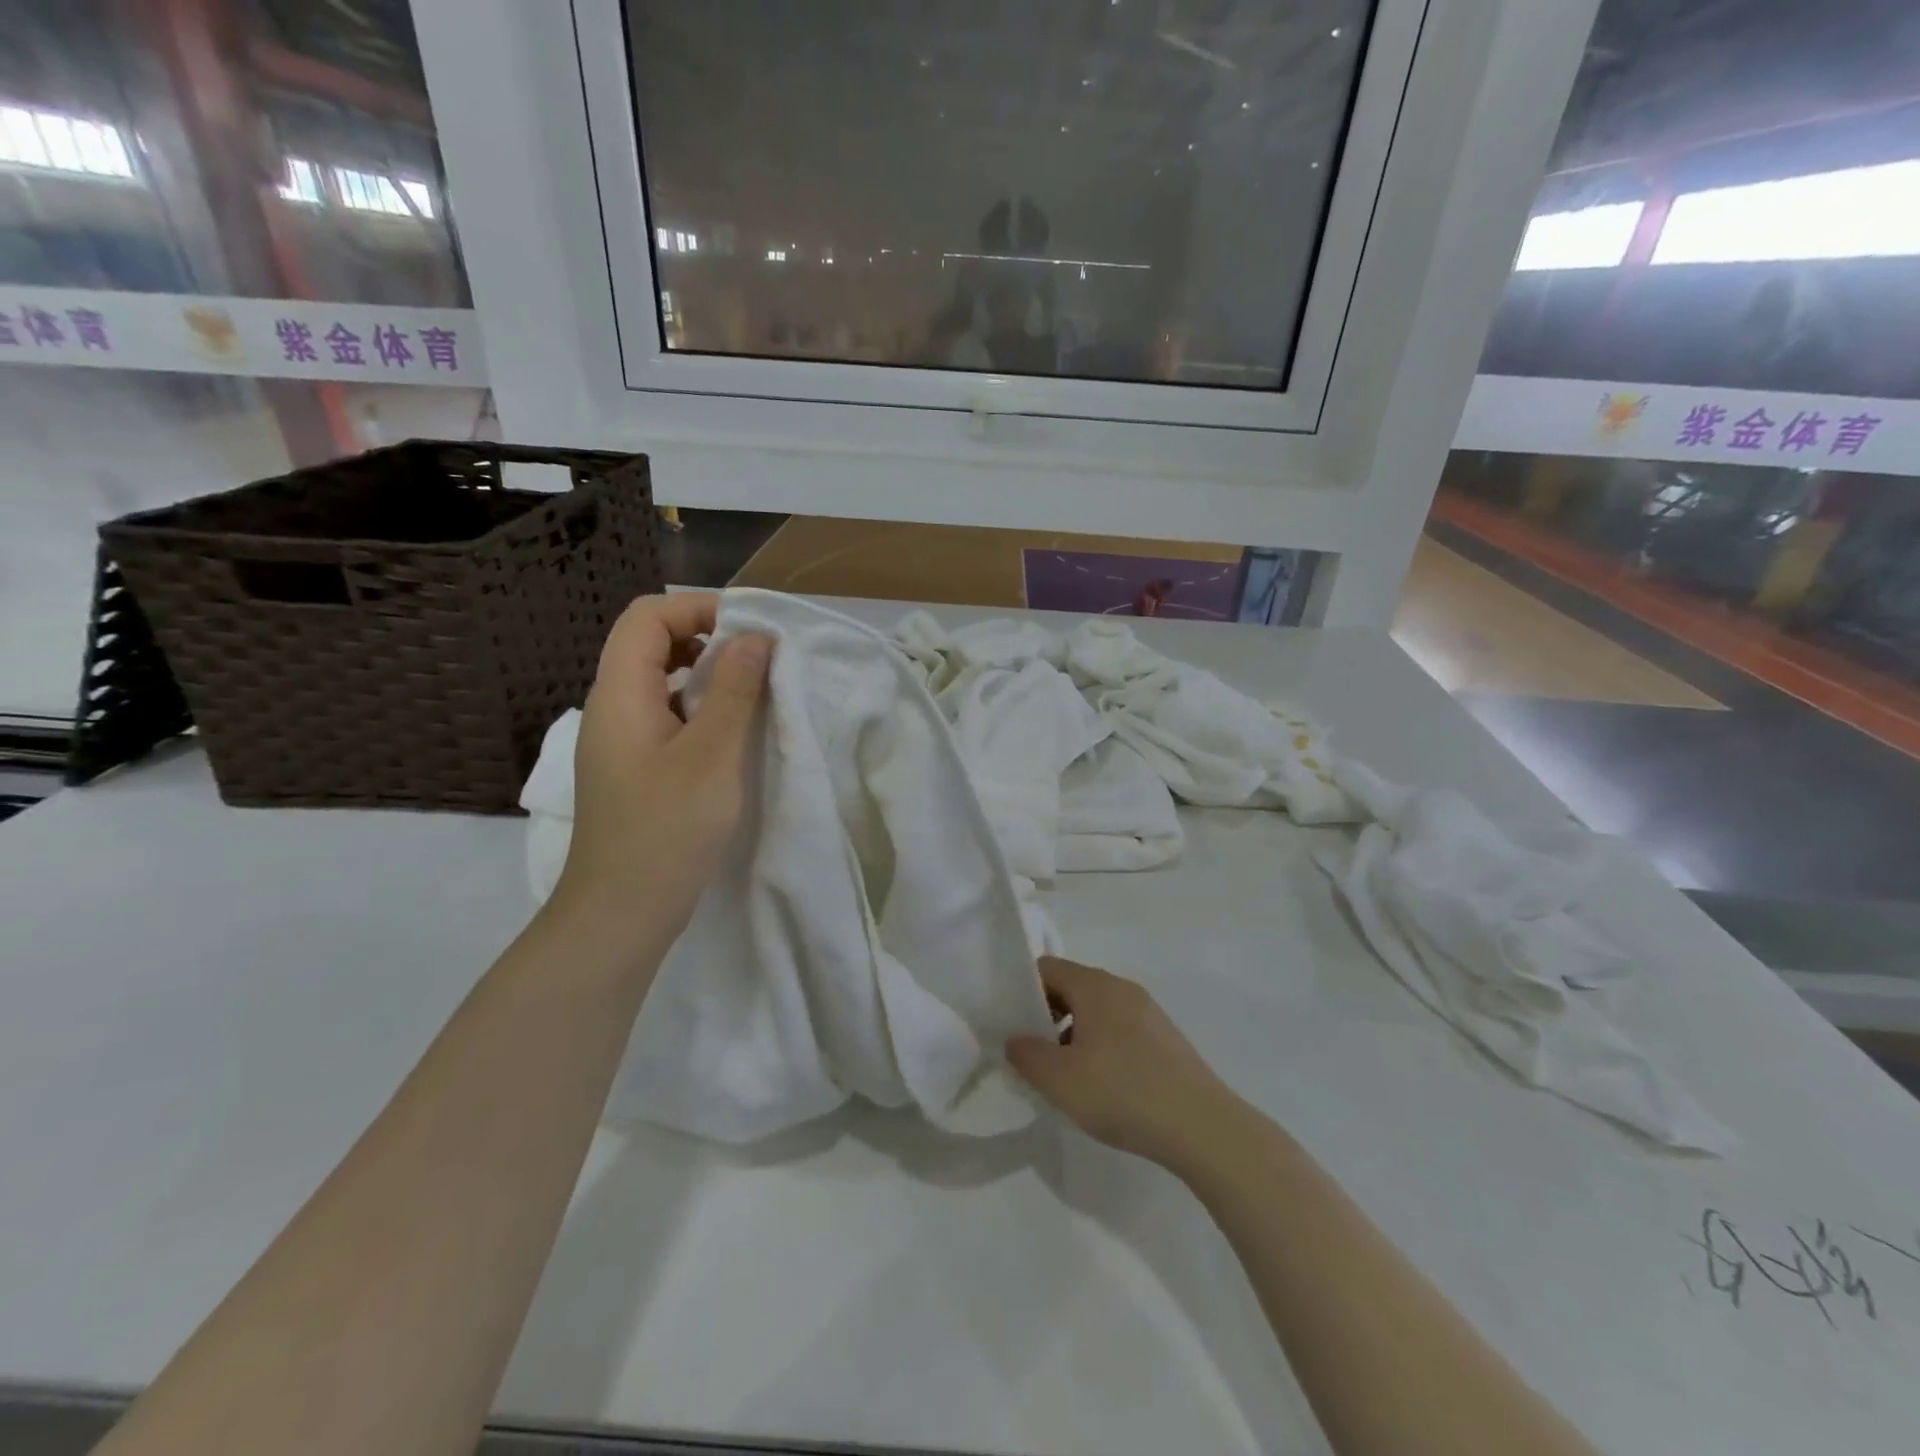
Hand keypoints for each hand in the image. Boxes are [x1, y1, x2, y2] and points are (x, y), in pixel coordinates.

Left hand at [550, 593, 770, 944]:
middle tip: (759, 660)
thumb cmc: (667, 830)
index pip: (647, 617)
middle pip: (651, 644)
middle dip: (707, 639)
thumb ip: (735, 691)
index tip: (751, 630)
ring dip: (707, 676)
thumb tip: (755, 637)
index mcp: (621, 694)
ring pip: (661, 683)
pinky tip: (733, 736)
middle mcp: (612, 708)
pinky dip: (700, 710)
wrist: (621, 914)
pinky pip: (666, 717)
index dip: (697, 608)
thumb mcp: (712, 756)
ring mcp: (620, 741)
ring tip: (753, 694)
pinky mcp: (634, 769)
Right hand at [1007, 957, 1236, 1168]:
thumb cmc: (1123, 1093)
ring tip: (1065, 1074)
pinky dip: (1101, 1044)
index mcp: (1095, 986)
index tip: (1010, 1023)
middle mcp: (1122, 988)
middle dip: (1046, 1014)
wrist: (1202, 1127)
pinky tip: (1102, 1084)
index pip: (1046, 968)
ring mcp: (1147, 1011)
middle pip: (1071, 986)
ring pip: (1096, 1010)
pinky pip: (1119, 1028)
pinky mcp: (1164, 1037)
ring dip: (1073, 1033)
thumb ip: (1027, 1055)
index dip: (1022, 990)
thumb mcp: (1060, 1080)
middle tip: (1032, 1052)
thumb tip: (1015, 1039)